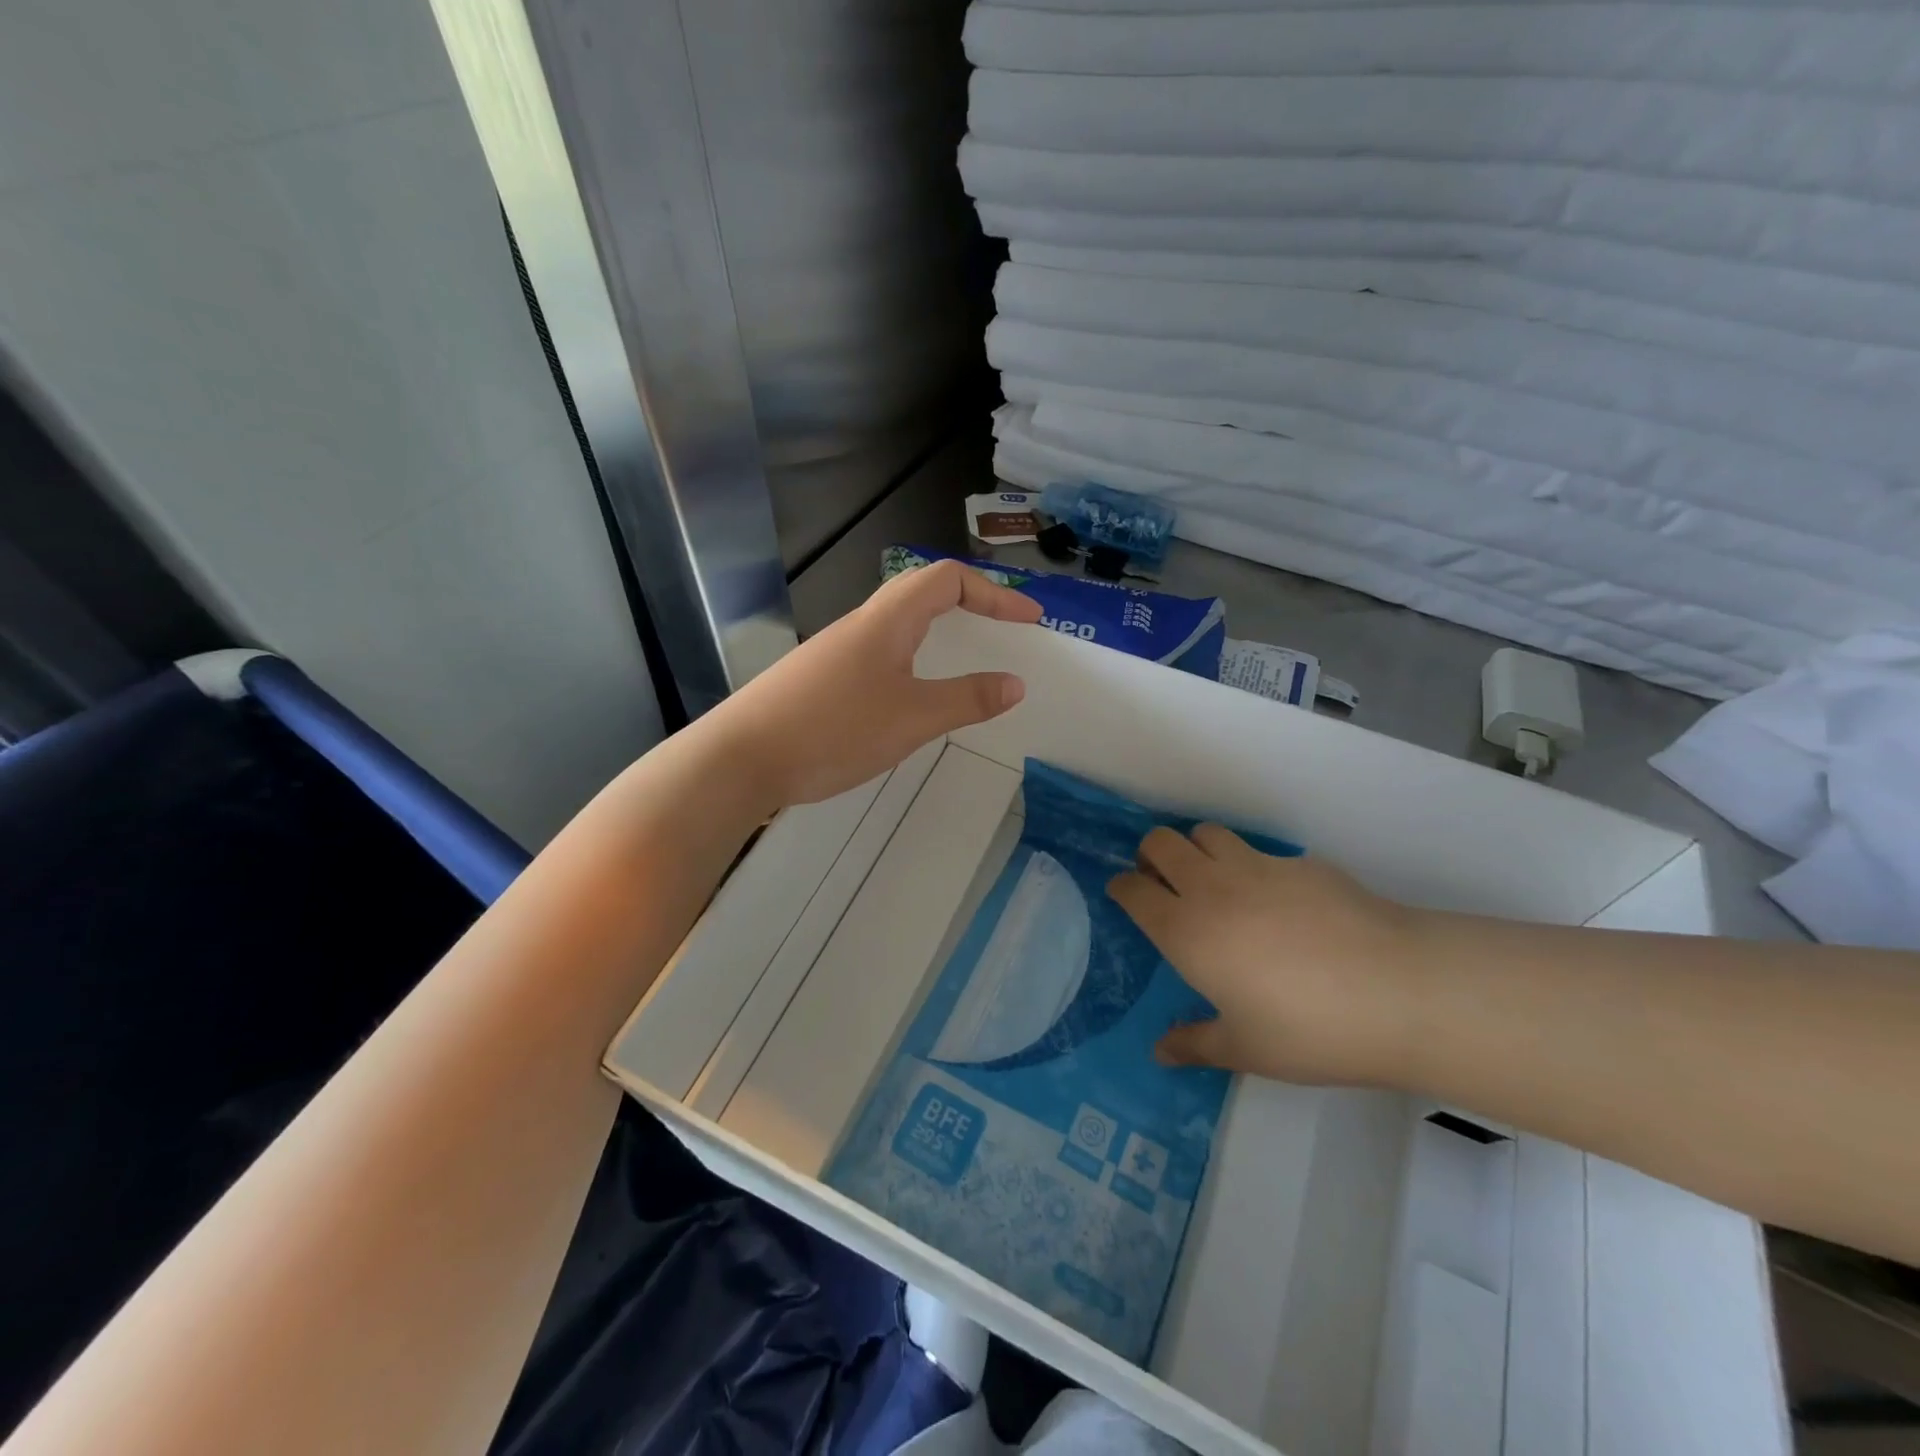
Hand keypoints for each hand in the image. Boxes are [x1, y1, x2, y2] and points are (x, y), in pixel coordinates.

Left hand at [707, 560, 1042, 810]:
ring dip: (939, 635)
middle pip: (922, 594)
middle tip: (1003, 632)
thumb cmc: (834, 729)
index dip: (994, 593)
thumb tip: (1015, 683)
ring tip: (966, 664)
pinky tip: (912, 700)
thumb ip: (967, 700)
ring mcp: (836, 652)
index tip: (1029, 619)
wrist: (740, 758)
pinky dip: (913, 662)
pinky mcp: (820, 680)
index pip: (948, 579)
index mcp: (887, 620)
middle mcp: (861, 625)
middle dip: (971, 606)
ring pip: (898, 626)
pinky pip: (880, 656)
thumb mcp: (912, 718)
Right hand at [1108, 826, 1422, 1085]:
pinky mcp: (1301, 862)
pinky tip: (1282, 903)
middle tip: (1164, 882)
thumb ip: (1195, 1044)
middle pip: (1160, 842)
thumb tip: (1160, 1052)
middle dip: (1151, 855)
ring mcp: (1258, 867)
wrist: (1398, 991)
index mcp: (1186, 931)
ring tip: (1216, 882)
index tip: (1126, 895)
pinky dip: (1253, 866)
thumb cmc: (1309, 1029)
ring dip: (1198, 849)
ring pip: (1207, 833)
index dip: (1122, 887)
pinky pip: (1260, 852)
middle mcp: (1212, 888)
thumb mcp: (1246, 1049)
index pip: (1133, 889)